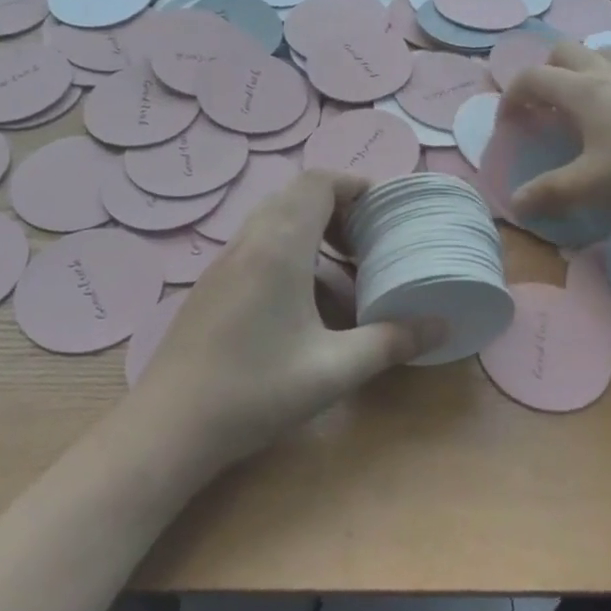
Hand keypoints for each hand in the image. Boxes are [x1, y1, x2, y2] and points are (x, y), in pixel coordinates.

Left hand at [130, 171, 442, 469]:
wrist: (168, 427)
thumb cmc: (255, 391)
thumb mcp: (333, 370)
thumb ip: (390, 342)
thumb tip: (441, 326)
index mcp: (279, 247)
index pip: (317, 183)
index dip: (353, 184)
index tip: (383, 209)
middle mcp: (249, 241)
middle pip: (295, 195)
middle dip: (337, 205)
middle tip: (367, 238)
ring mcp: (224, 261)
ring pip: (273, 218)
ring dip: (310, 226)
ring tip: (342, 264)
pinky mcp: (212, 283)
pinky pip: (257, 242)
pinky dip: (287, 248)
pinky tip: (302, 298)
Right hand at [502, 41, 610, 223]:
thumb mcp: (590, 186)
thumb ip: (549, 193)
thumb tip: (517, 205)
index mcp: (582, 91)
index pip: (532, 78)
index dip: (510, 98)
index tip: (508, 126)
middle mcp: (606, 74)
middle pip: (563, 51)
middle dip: (544, 74)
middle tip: (544, 109)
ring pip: (599, 52)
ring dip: (580, 69)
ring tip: (579, 103)